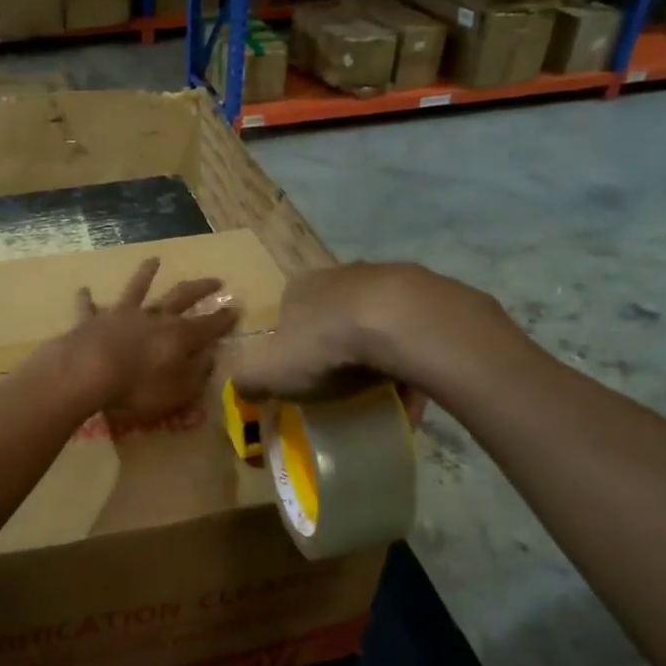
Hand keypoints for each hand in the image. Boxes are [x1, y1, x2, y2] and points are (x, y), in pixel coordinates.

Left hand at [63, 258, 240, 423]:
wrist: (89, 370)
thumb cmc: (139, 386)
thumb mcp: (179, 389)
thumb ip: (197, 373)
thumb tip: (210, 357)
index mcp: (179, 336)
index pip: (209, 325)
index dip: (224, 319)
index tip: (238, 308)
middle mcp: (154, 318)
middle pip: (181, 297)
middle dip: (200, 288)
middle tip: (216, 280)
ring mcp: (122, 315)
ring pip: (137, 289)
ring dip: (145, 274)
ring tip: (153, 260)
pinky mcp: (92, 321)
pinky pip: (89, 307)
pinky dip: (87, 299)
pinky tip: (84, 289)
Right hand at [232, 262, 511, 400]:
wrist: (401, 323)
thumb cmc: (326, 346)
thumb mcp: (270, 372)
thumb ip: (248, 381)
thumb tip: (240, 389)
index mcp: (300, 289)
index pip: (288, 316)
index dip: (292, 349)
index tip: (302, 379)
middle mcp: (341, 275)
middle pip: (333, 316)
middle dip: (336, 348)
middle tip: (342, 386)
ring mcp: (386, 279)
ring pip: (375, 322)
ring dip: (376, 352)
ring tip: (382, 390)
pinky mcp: (425, 293)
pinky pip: (412, 332)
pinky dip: (409, 357)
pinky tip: (413, 386)